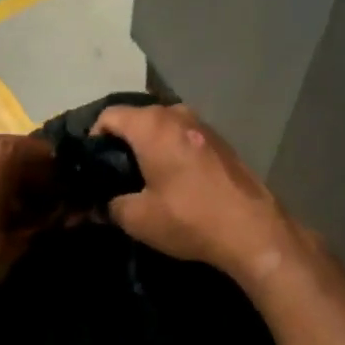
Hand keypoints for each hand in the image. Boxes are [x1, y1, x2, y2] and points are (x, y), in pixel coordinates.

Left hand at [0, 133, 53, 328]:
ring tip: (9, 218)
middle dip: (29, 177)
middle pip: (12, 153)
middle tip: (41, 210)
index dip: (58, 176)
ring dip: (2, 182)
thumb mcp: (17, 242)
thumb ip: (44, 220)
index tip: (65, 200)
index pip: (43, 152)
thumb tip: (63, 212)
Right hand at [90, 103, 302, 289]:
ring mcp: (203, 125)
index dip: (93, 138)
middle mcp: (177, 114)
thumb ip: (111, 206)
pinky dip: (173, 151)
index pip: (109, 116)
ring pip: (163, 127)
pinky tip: (175, 180)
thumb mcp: (138, 219)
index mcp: (152, 125)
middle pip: (137, 118)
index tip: (92, 165)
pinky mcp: (221, 141)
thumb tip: (101, 206)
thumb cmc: (188, 217)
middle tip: (114, 174)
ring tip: (144, 178)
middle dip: (123, 142)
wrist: (252, 229)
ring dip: (150, 146)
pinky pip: (184, 137)